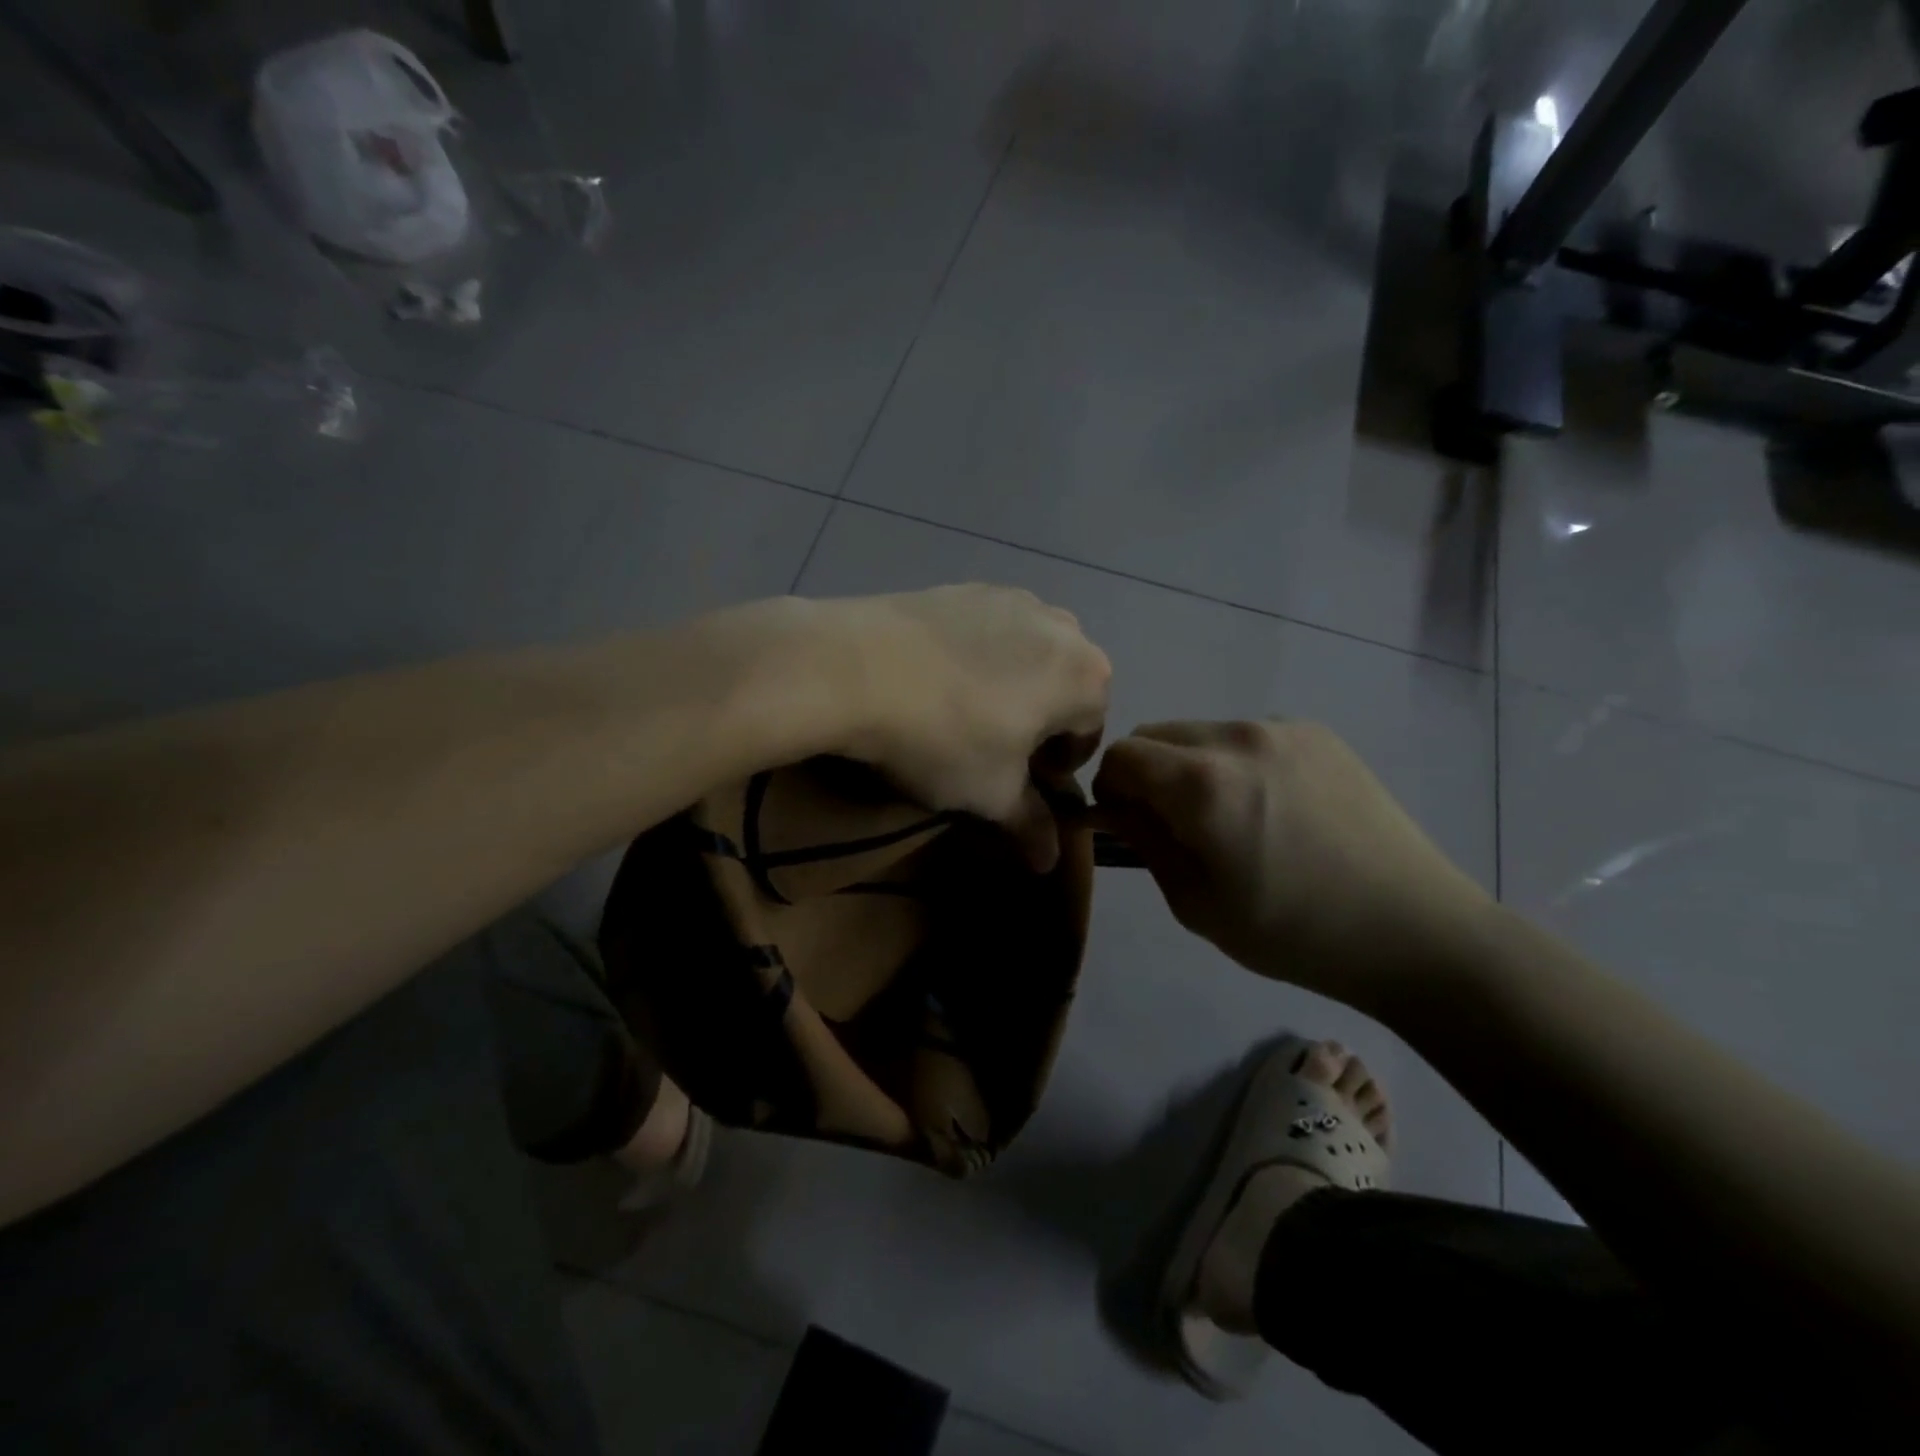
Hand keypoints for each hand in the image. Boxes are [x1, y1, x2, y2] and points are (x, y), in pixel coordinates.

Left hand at [827, 586, 1110, 870]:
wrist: (854, 666)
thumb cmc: (945, 738)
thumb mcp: (991, 795)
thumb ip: (1030, 825)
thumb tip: (1049, 861)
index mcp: (1087, 676)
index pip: (1090, 732)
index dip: (1058, 766)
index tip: (1021, 784)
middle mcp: (1062, 626)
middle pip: (1063, 688)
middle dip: (1038, 722)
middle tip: (994, 751)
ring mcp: (1010, 597)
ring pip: (1027, 655)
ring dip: (1010, 687)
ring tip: (963, 714)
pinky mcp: (963, 587)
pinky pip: (988, 630)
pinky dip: (977, 658)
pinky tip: (934, 681)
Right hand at [1092, 720, 1491, 1005]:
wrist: (1415, 931)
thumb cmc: (1295, 933)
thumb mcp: (1197, 904)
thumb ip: (1145, 842)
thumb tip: (1113, 807)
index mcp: (1203, 783)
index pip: (1120, 756)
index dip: (1110, 790)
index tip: (1127, 826)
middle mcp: (1238, 737)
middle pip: (1155, 735)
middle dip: (1146, 774)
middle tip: (1174, 826)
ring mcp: (1284, 729)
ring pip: (1201, 733)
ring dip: (1191, 767)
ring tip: (1231, 820)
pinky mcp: (1319, 734)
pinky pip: (1248, 737)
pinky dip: (1235, 763)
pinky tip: (1274, 809)